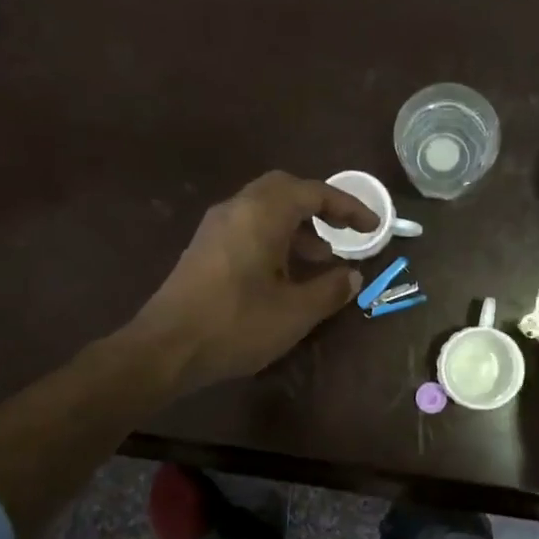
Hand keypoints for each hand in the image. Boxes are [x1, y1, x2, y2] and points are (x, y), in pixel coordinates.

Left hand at [129, 171, 376, 390]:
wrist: (165, 348)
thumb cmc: (236, 325)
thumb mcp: (295, 312)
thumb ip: (331, 289)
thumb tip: (353, 276)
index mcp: (262, 214)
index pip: (314, 193)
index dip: (348, 207)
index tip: (373, 227)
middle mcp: (237, 209)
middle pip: (286, 190)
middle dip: (320, 207)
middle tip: (343, 232)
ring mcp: (216, 227)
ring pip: (265, 209)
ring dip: (297, 226)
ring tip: (322, 260)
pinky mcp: (205, 248)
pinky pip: (248, 226)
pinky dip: (275, 238)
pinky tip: (286, 273)